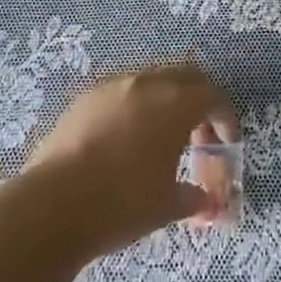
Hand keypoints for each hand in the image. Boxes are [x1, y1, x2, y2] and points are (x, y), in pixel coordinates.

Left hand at [23, 62, 240, 259]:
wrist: (54, 204)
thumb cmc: (122, 203)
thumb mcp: (167, 206)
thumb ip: (194, 197)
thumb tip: (209, 202)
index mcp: (175, 103)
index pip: (213, 96)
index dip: (225, 118)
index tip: (226, 144)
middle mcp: (147, 82)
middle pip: (185, 75)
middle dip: (198, 100)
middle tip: (200, 135)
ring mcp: (113, 85)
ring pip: (152, 80)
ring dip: (165, 101)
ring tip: (161, 138)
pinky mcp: (86, 97)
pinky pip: (122, 92)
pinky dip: (135, 107)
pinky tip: (126, 140)